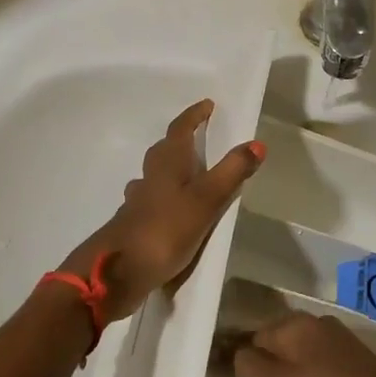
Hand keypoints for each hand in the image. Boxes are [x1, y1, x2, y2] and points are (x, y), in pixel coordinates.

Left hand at [63, 99, 265, 325]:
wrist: (118, 271)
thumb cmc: (166, 229)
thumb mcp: (207, 199)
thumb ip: (232, 172)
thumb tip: (256, 143)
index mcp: (167, 164)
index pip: (180, 130)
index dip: (193, 116)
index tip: (207, 105)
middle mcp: (149, 178)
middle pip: (164, 151)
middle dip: (181, 141)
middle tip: (200, 138)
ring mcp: (138, 203)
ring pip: (155, 177)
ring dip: (170, 170)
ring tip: (188, 175)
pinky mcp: (134, 226)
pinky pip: (151, 203)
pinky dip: (163, 199)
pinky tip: (169, 211)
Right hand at [233, 314, 375, 376]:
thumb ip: (249, 364)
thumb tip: (239, 350)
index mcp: (297, 323)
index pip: (253, 336)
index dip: (246, 364)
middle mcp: (320, 322)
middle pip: (278, 344)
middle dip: (272, 370)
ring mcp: (344, 340)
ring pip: (302, 355)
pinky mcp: (361, 360)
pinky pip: (324, 366)